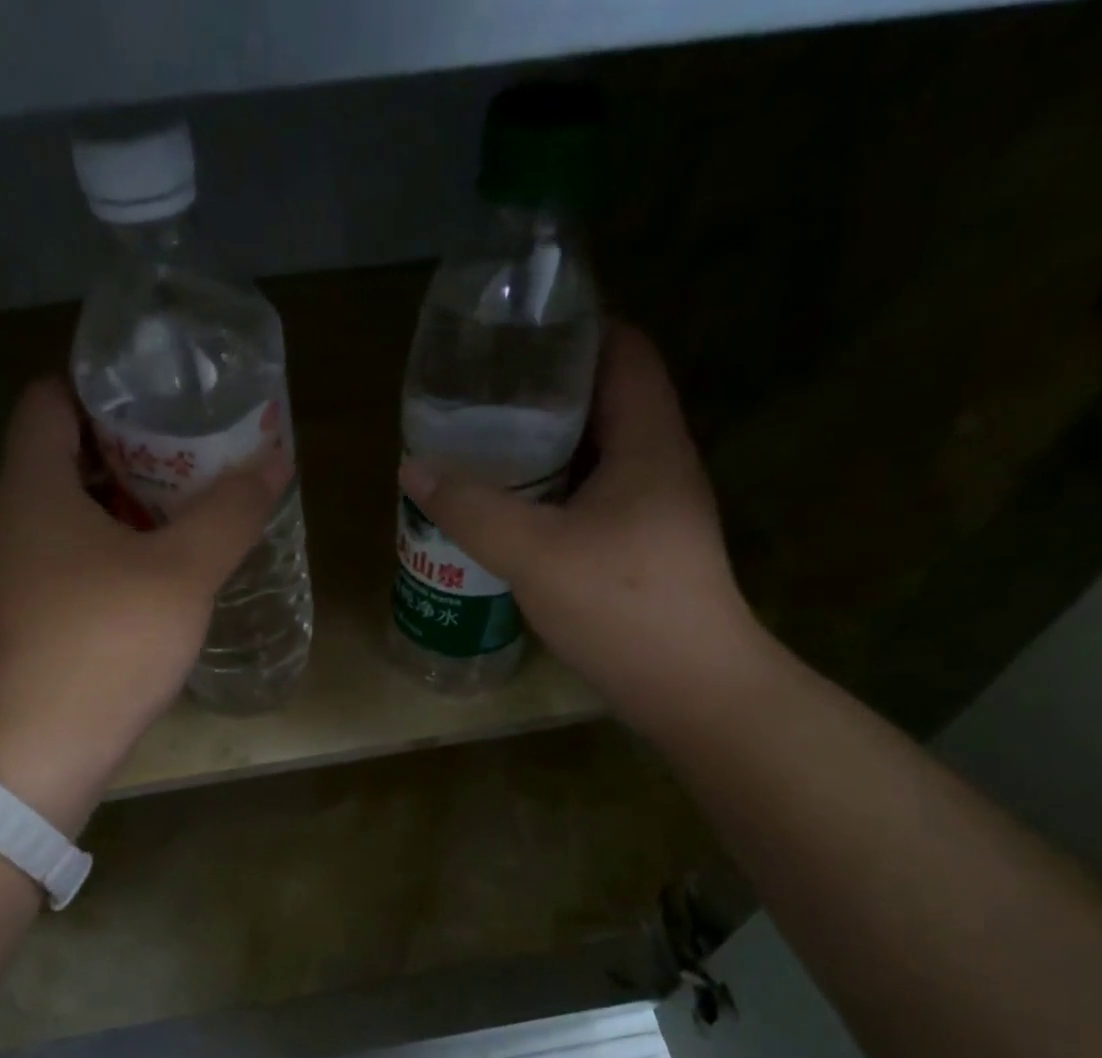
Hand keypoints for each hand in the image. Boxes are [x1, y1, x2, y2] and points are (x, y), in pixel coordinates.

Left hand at [0, 378, 290, 828]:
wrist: (53, 742)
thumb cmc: (112, 639)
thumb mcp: (184, 570)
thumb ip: (231, 511)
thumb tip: (274, 457)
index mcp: (34, 487)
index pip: (49, 400)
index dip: (100, 385)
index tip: (158, 395)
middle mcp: (13, 519)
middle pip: (63, 455)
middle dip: (126, 447)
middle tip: (189, 451)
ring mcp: (17, 571)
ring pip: (70, 512)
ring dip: (123, 503)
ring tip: (184, 508)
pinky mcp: (32, 614)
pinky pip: (72, 556)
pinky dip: (112, 547)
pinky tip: (158, 571)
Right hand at [400, 323, 763, 737]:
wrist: (688, 686)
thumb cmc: (620, 605)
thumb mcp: (534, 552)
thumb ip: (471, 508)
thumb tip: (413, 466)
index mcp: (648, 440)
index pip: (623, 349)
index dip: (575, 328)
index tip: (515, 333)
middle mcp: (658, 463)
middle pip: (604, 400)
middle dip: (544, 393)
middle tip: (480, 397)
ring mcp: (653, 509)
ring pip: (595, 455)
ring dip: (544, 449)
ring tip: (484, 449)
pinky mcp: (641, 548)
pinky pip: (591, 498)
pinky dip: (552, 493)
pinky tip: (510, 511)